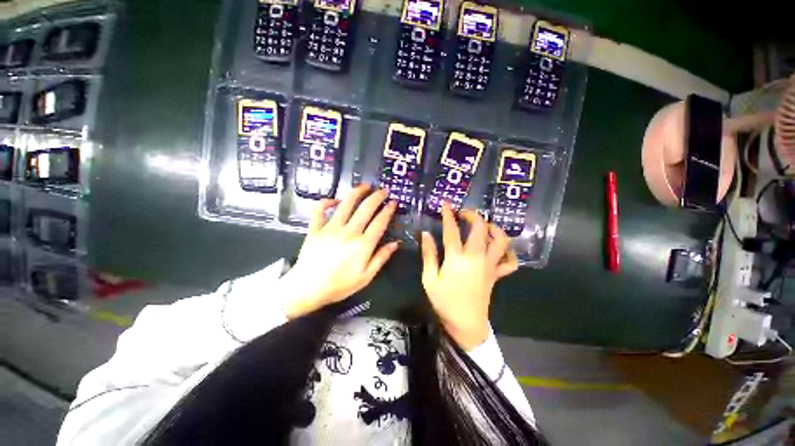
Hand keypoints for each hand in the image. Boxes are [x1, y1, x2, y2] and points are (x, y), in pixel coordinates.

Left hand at [281, 185, 398, 318]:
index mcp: (363, 245)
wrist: (307, 289)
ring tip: (364, 186)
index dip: (388, 210)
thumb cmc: (339, 285)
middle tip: (383, 190)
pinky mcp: (315, 229)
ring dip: (357, 192)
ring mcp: (330, 228)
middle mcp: (349, 232)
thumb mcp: (366, 277)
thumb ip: (381, 258)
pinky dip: (326, 202)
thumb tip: (395, 244)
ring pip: (346, 204)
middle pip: (365, 209)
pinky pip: (319, 210)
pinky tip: (334, 200)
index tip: (393, 202)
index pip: (379, 222)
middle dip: (376, 197)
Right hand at [421, 202, 517, 349]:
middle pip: (480, 229)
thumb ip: (429, 255)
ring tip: (485, 225)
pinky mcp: (497, 274)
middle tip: (463, 213)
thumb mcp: (429, 279)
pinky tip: (500, 248)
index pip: (452, 230)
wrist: (466, 324)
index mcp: (457, 259)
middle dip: (472, 215)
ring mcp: (490, 266)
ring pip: (500, 241)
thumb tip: (426, 234)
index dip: (448, 214)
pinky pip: (510, 261)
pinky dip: (509, 252)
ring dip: (494, 228)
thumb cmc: (444, 301)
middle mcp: (476, 258)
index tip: (445, 203)